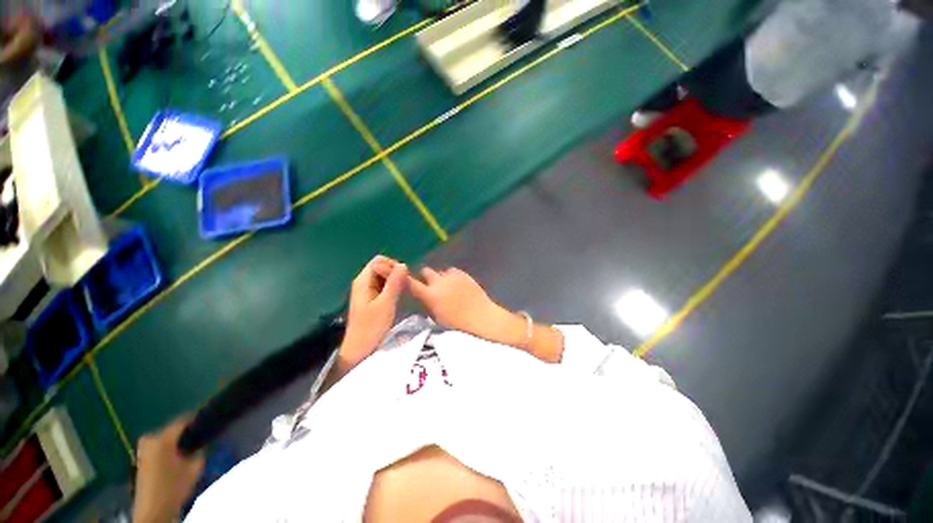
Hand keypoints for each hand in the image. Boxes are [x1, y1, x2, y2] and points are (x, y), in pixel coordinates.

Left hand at [133, 417, 204, 522]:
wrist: (152, 510)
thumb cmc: (174, 487)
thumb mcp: (195, 468)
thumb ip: (201, 451)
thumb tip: (204, 441)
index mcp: (163, 439)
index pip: (183, 420)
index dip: (197, 420)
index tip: (209, 422)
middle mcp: (150, 439)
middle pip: (173, 429)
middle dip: (186, 434)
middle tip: (201, 439)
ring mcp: (143, 449)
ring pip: (166, 438)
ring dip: (177, 442)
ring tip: (190, 450)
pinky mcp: (141, 458)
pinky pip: (159, 446)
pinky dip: (169, 449)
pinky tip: (178, 459)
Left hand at [340, 255, 408, 366]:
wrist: (360, 349)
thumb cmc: (372, 326)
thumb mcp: (386, 303)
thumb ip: (394, 283)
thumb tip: (403, 264)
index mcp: (363, 281)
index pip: (379, 260)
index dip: (392, 265)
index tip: (403, 276)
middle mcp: (363, 282)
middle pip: (381, 267)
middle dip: (394, 272)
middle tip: (405, 284)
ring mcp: (367, 291)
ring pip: (383, 277)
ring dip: (394, 280)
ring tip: (403, 290)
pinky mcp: (371, 299)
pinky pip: (383, 286)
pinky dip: (392, 287)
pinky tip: (398, 296)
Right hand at [408, 267, 516, 342]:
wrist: (481, 317)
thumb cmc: (458, 325)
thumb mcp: (437, 318)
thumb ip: (428, 305)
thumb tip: (424, 298)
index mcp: (430, 295)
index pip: (411, 283)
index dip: (404, 279)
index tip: (400, 276)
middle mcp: (439, 282)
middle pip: (426, 271)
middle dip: (425, 277)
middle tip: (429, 285)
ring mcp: (453, 276)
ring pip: (440, 271)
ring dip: (440, 278)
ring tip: (447, 287)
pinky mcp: (464, 274)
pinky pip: (453, 271)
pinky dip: (452, 276)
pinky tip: (457, 285)